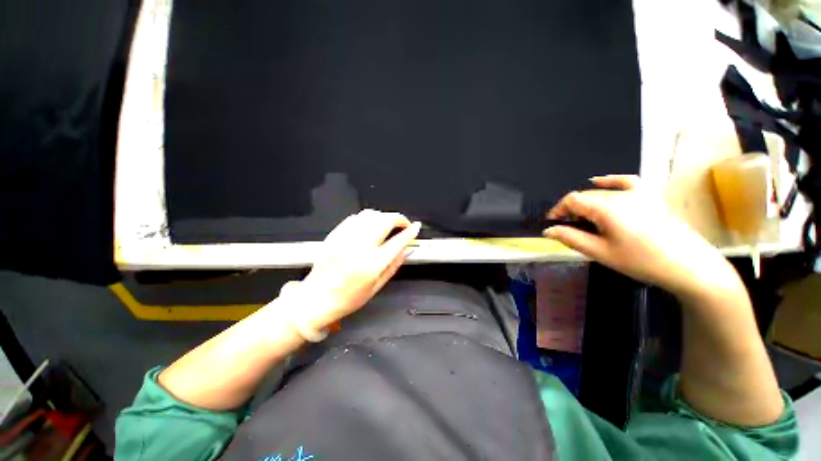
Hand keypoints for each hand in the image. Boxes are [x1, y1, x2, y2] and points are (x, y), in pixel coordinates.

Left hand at [287, 210, 420, 330]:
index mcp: (370, 266)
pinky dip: (367, 218)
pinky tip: (370, 225)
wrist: (316, 299)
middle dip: (398, 218)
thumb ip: (395, 265)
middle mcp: (357, 249)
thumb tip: (408, 249)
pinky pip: (354, 218)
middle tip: (403, 224)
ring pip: (369, 215)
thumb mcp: (377, 286)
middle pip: (384, 221)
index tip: (416, 227)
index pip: (397, 242)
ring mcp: (344, 240)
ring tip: (387, 224)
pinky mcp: (334, 235)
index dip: (410, 232)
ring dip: (383, 216)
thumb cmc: (347, 298)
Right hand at [544, 175, 738, 297]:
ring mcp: (638, 194)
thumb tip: (548, 231)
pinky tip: (600, 181)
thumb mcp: (601, 253)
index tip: (552, 224)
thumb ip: (571, 238)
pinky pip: (626, 181)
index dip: (558, 210)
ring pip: (601, 192)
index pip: (572, 200)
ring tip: (583, 219)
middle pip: (585, 196)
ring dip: (586, 203)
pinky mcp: (651, 197)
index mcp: (606, 208)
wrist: (689, 266)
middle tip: (568, 229)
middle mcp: (620, 195)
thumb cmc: (642, 262)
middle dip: (571, 210)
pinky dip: (610, 181)